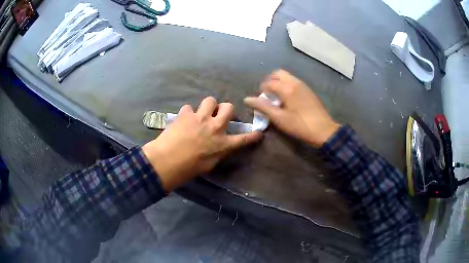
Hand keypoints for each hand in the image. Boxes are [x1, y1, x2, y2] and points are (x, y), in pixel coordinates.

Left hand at [142, 97, 261, 191]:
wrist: (167, 161)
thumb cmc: (188, 168)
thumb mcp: (209, 165)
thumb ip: (218, 152)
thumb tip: (219, 145)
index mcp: (222, 144)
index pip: (243, 139)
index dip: (253, 135)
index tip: (259, 132)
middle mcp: (215, 127)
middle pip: (229, 108)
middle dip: (226, 109)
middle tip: (219, 114)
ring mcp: (201, 118)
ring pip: (210, 100)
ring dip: (208, 106)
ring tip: (201, 113)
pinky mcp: (186, 114)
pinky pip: (189, 107)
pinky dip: (187, 113)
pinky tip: (183, 121)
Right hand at [244, 70, 339, 147]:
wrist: (323, 130)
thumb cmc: (299, 125)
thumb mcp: (279, 118)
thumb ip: (262, 107)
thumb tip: (247, 99)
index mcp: (287, 88)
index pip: (269, 82)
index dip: (261, 90)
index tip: (260, 100)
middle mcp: (295, 82)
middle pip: (278, 73)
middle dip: (270, 81)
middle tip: (267, 94)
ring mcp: (303, 85)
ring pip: (287, 76)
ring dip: (279, 82)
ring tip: (277, 97)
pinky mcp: (309, 91)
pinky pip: (294, 82)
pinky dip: (287, 85)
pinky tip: (288, 99)